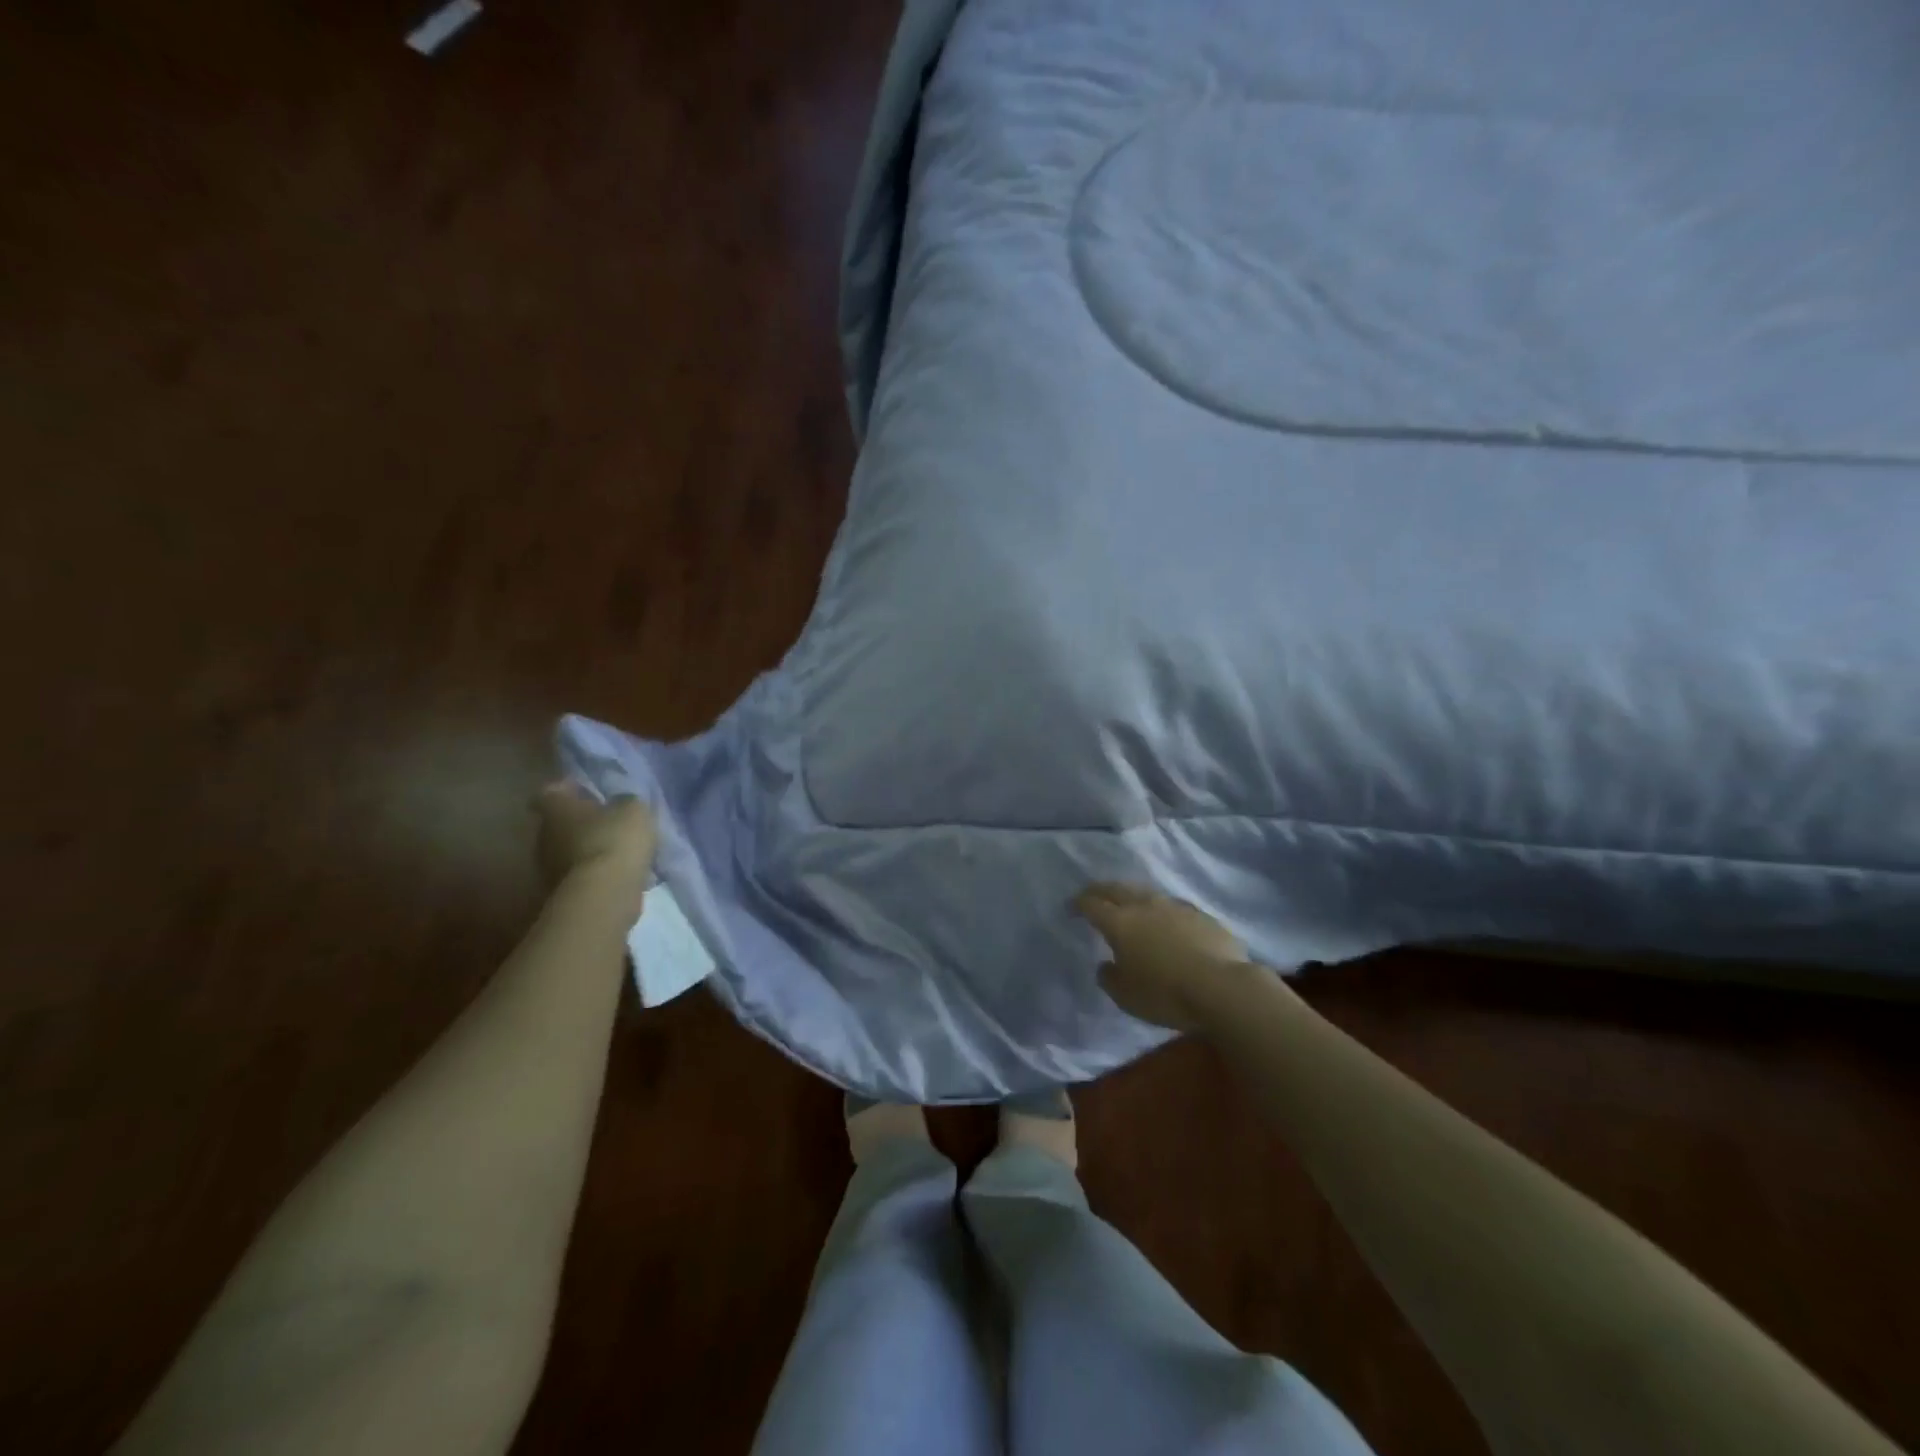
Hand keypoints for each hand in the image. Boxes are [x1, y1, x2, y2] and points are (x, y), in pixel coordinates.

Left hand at [535, 782, 658, 895]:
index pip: (550, 791)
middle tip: (608, 822)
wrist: (604, 895)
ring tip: (618, 851)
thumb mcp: (633, 809)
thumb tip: (620, 804)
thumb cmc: (615, 840)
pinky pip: (580, 875)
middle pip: (559, 823)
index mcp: (556, 808)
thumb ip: (624, 802)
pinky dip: (595, 873)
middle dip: (581, 822)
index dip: (568, 790)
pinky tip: (619, 874)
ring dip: (588, 850)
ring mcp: (549, 868)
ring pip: (569, 851)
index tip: (586, 791)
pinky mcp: (561, 894)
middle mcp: (544, 835)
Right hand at [1073, 883, 1256, 1031]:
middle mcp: (1144, 906)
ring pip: (1145, 892)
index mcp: (1119, 923)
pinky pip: (1172, 905)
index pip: (1091, 904)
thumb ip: (1110, 977)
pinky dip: (1160, 908)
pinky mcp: (1200, 915)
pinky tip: (1165, 919)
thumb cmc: (1165, 994)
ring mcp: (1174, 906)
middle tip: (1092, 894)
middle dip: (1100, 890)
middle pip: (1116, 889)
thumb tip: (1106, 965)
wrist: (1221, 987)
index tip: (1071, 907)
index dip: (1078, 904)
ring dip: (1131, 895)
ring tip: (1127, 902)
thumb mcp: (1126, 996)